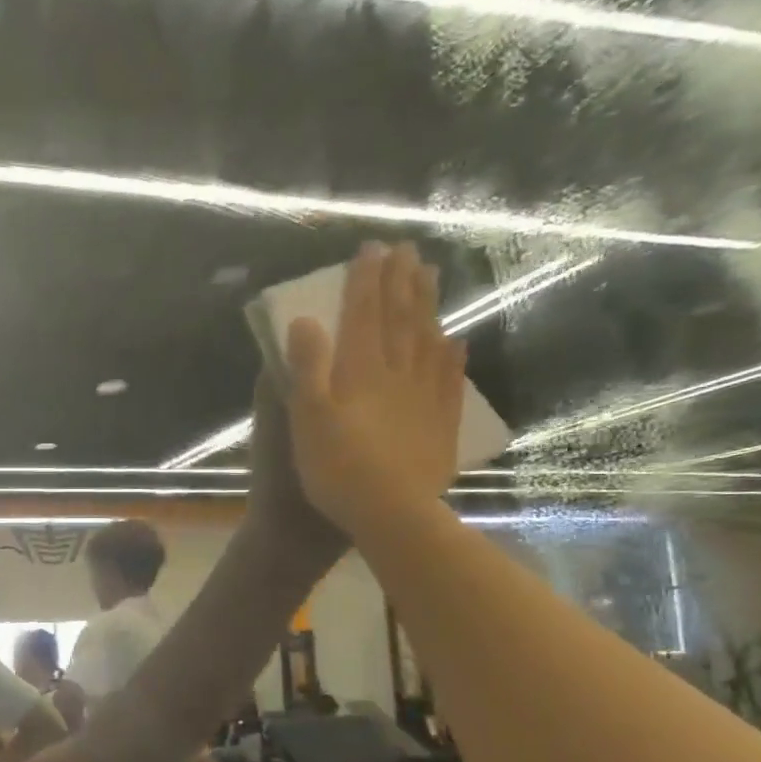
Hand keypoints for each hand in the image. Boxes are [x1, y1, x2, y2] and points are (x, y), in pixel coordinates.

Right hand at [284, 242, 463, 537]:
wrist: (392, 513)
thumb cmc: (338, 469)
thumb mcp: (308, 419)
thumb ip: (308, 368)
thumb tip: (305, 321)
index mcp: (361, 372)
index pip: (363, 315)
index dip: (365, 281)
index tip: (371, 248)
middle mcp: (398, 374)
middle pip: (400, 319)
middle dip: (400, 283)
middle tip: (407, 250)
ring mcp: (425, 396)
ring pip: (428, 339)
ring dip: (427, 306)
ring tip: (431, 277)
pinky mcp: (440, 421)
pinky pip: (449, 378)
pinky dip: (451, 354)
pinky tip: (455, 340)